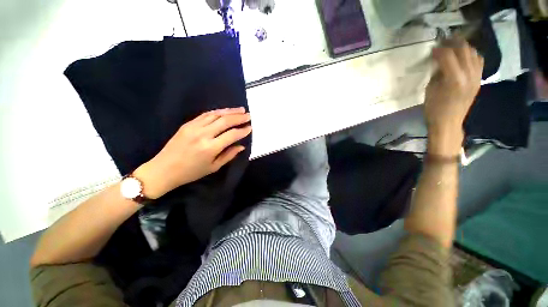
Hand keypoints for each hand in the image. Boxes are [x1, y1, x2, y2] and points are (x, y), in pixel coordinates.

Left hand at [134, 108, 251, 198]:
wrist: (163, 169)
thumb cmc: (191, 172)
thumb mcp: (214, 167)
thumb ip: (229, 155)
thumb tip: (241, 146)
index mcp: (211, 148)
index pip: (232, 135)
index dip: (242, 131)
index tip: (250, 128)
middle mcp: (203, 134)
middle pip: (225, 121)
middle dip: (239, 117)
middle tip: (248, 115)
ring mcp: (194, 127)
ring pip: (216, 115)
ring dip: (229, 111)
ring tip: (240, 109)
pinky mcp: (187, 124)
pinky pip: (205, 114)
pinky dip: (217, 112)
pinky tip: (224, 111)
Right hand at [425, 39, 483, 155]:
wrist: (448, 123)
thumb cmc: (434, 109)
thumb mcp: (430, 89)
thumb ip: (437, 73)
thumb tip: (440, 62)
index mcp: (454, 78)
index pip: (448, 55)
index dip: (439, 49)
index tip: (432, 49)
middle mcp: (469, 74)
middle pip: (463, 50)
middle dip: (453, 43)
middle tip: (443, 42)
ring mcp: (476, 77)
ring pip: (473, 53)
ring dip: (463, 47)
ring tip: (454, 47)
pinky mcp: (478, 80)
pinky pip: (478, 61)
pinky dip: (471, 55)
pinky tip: (464, 57)